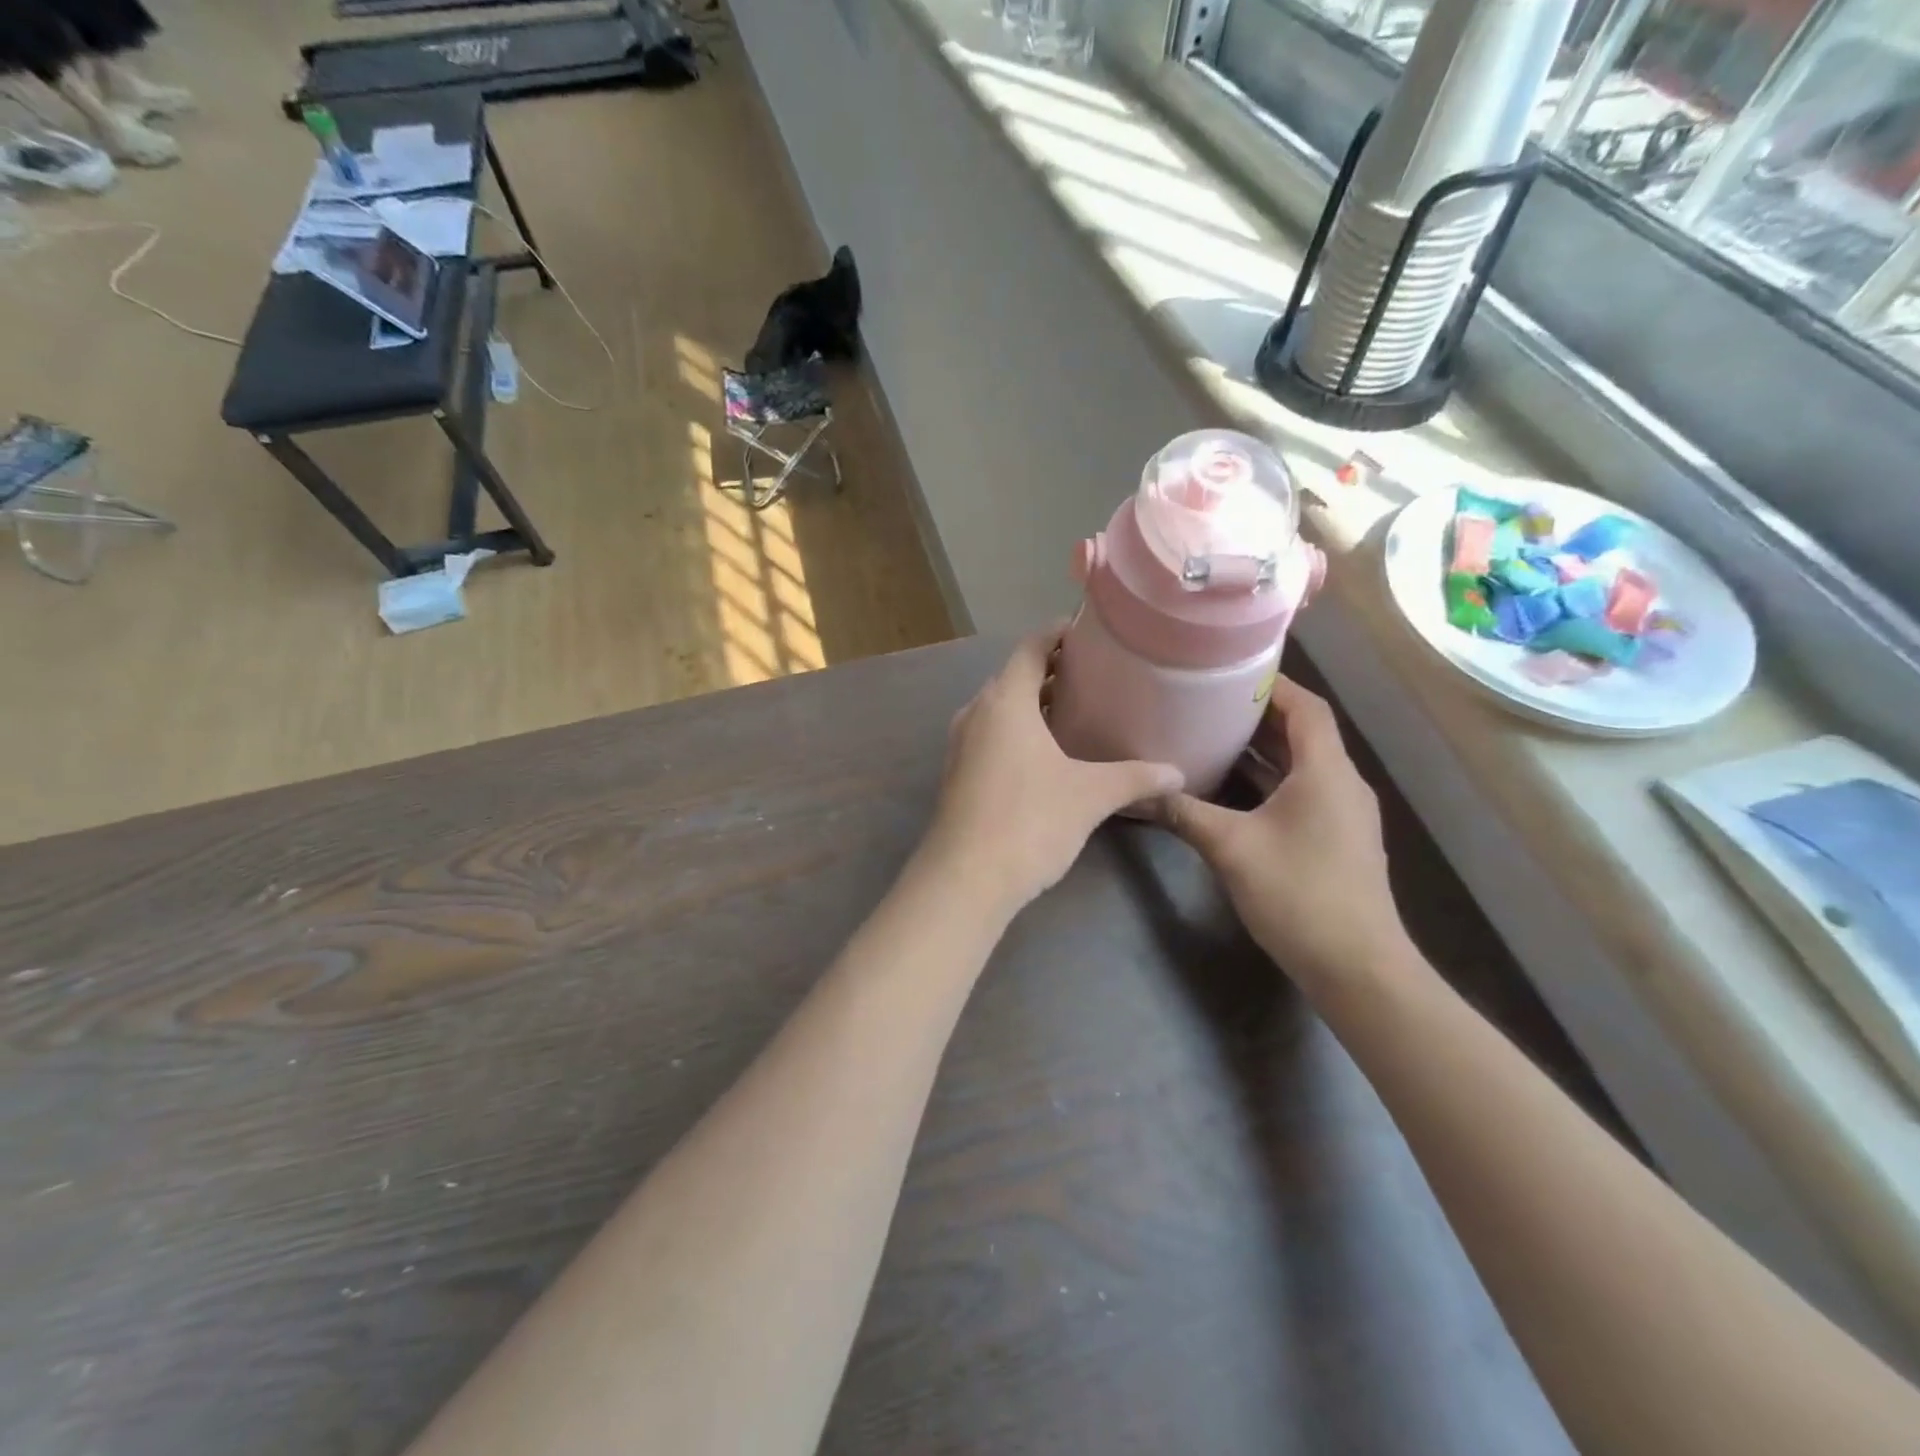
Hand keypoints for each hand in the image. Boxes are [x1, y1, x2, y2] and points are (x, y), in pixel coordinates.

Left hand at [918, 627, 1183, 917]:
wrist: (965, 879)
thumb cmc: (1029, 821)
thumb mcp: (1090, 796)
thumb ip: (1135, 778)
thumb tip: (1178, 775)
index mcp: (1005, 701)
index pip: (1030, 648)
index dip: (1056, 634)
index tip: (1086, 630)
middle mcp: (977, 713)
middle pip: (1013, 676)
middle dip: (1050, 670)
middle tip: (1093, 673)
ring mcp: (961, 745)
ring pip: (1000, 709)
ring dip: (1033, 704)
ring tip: (1075, 709)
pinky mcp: (958, 774)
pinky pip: (991, 735)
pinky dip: (1017, 731)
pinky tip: (1045, 754)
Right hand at [1152, 675, 1410, 994]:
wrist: (1357, 967)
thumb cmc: (1299, 894)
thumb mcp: (1231, 848)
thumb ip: (1185, 813)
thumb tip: (1141, 791)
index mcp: (1326, 772)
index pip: (1306, 708)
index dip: (1273, 685)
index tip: (1230, 672)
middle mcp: (1342, 784)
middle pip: (1306, 733)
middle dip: (1261, 715)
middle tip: (1211, 702)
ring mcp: (1344, 815)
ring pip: (1304, 765)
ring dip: (1265, 749)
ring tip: (1216, 736)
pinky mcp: (1338, 840)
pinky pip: (1305, 792)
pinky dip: (1272, 780)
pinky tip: (1236, 789)